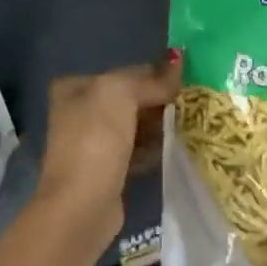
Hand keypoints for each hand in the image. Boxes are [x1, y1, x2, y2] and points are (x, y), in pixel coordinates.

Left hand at [34, 55, 182, 242]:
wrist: (82, 204)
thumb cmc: (96, 141)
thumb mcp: (120, 94)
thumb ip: (150, 79)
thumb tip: (178, 62)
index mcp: (75, 87)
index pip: (126, 73)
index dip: (156, 76)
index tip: (186, 83)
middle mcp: (79, 112)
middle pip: (131, 99)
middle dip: (159, 102)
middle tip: (191, 105)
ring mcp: (92, 143)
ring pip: (135, 126)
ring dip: (159, 126)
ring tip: (188, 125)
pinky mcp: (107, 169)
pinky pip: (137, 150)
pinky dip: (154, 148)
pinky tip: (173, 148)